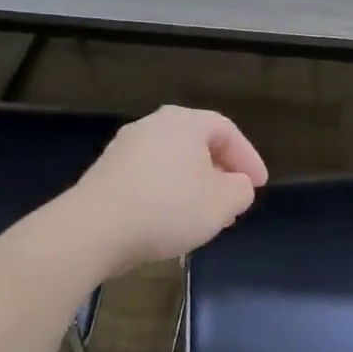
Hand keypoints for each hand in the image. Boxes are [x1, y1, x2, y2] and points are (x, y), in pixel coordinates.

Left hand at [66, 106, 268, 272]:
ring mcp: (125, 149)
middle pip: (198, 145)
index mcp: (184, 122)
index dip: (248, 158)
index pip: (227, 131)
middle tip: (234, 200)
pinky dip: (169, 194)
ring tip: (206, 216)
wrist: (93, 229)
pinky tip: (173, 221)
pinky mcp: (106, 174)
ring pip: (174, 163)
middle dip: (221, 173)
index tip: (259, 185)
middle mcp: (152, 125)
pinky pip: (150, 178)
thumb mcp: (223, 202)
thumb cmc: (168, 207)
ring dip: (195, 187)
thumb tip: (236, 185)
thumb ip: (241, 190)